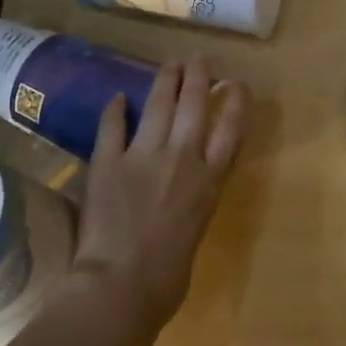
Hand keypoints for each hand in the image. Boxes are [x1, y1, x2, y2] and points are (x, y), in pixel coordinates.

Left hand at [65, 58, 249, 345]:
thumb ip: (195, 203)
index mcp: (209, 181)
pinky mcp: (108, 161)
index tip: (237, 84)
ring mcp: (144, 156)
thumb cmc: (167, 278)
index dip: (236, 102)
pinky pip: (113, 125)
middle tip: (198, 60)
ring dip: (166, 80)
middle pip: (195, 106)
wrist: (121, 285)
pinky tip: (119, 97)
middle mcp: (183, 158)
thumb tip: (186, 195)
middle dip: (199, 78)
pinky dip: (116, 109)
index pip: (231, 130)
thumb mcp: (196, 232)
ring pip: (159, 105)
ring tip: (170, 65)